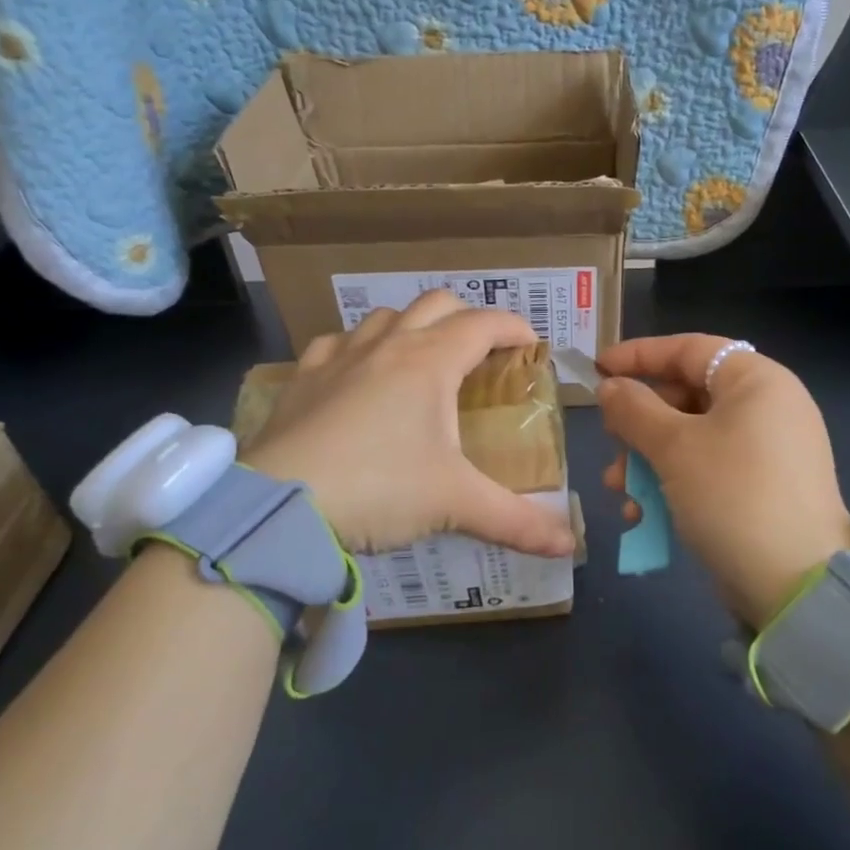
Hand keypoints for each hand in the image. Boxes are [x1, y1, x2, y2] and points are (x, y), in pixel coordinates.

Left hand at [242, 290, 576, 557]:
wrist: (281, 505)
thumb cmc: (380, 489)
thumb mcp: (454, 504)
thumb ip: (516, 521)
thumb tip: (568, 545)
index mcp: (430, 362)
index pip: (484, 323)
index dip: (514, 328)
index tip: (531, 345)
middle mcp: (387, 345)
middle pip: (436, 304)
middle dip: (466, 318)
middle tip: (480, 354)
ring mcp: (338, 356)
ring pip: (384, 317)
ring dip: (411, 328)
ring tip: (420, 363)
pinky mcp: (302, 378)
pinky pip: (336, 343)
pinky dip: (358, 349)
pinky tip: (356, 376)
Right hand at [598, 335, 849, 629]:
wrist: (795, 583)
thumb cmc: (732, 495)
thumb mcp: (674, 447)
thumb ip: (634, 409)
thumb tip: (609, 387)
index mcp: (756, 381)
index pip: (689, 349)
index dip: (639, 355)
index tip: (597, 369)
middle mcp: (767, 407)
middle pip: (687, 396)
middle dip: (639, 423)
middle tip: (610, 442)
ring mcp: (767, 451)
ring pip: (691, 438)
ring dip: (648, 459)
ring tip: (618, 488)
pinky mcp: (762, 489)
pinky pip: (707, 470)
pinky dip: (673, 483)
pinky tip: (642, 514)